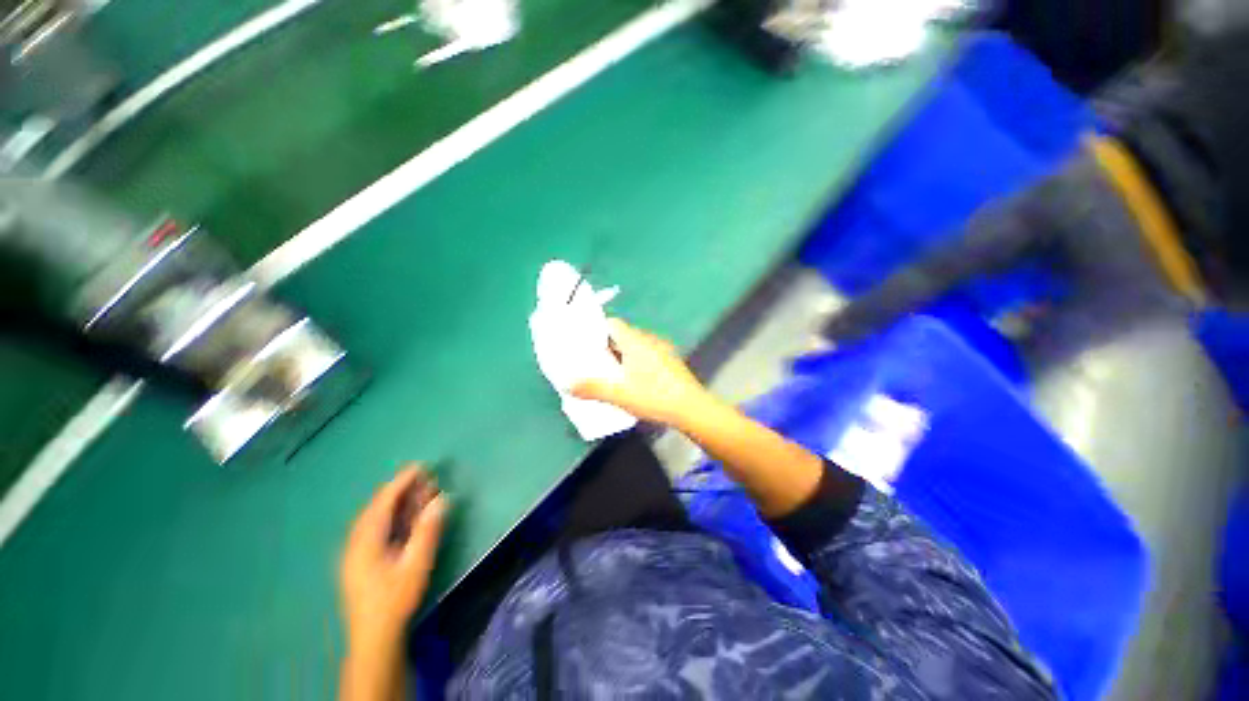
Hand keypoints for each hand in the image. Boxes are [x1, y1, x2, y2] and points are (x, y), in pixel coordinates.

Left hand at [340, 467, 447, 653]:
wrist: (374, 637)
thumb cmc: (395, 599)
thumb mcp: (416, 564)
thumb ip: (428, 530)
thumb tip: (441, 499)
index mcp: (365, 541)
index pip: (383, 502)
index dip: (401, 482)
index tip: (420, 466)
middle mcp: (356, 542)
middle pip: (378, 507)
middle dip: (402, 490)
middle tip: (426, 478)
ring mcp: (356, 552)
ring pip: (377, 518)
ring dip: (399, 503)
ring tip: (422, 492)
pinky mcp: (361, 560)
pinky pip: (377, 528)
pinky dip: (394, 516)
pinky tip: (408, 516)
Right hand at [572, 318, 714, 426]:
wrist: (691, 408)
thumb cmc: (653, 396)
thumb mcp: (618, 394)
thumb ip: (591, 388)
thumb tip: (566, 384)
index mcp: (635, 341)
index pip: (612, 323)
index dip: (596, 330)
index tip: (584, 344)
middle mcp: (649, 339)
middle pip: (622, 335)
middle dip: (606, 347)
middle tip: (593, 363)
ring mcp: (662, 350)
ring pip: (635, 346)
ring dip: (622, 356)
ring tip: (611, 374)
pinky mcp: (670, 362)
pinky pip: (647, 355)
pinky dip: (636, 363)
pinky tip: (634, 381)